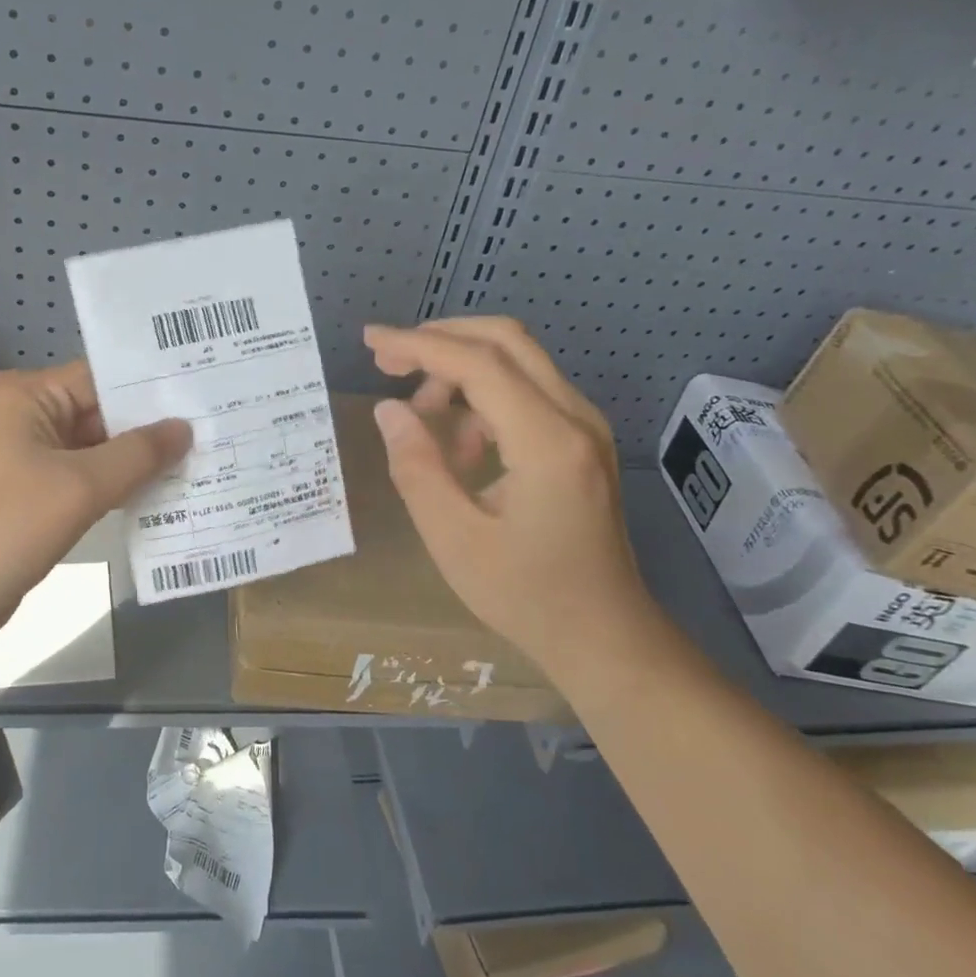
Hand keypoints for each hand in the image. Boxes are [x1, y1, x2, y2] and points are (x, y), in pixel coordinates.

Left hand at [0, 362, 190, 652]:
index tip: (206, 395)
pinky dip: (116, 486)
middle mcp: (25, 415)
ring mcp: (26, 457)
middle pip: (101, 412)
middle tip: (215, 428)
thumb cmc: (2, 527)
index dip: (154, 388)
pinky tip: (162, 493)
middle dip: (151, 427)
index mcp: (27, 395)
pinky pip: (83, 479)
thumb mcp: (79, 487)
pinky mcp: (29, 494)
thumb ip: (137, 454)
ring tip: (201, 458)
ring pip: (95, 449)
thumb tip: (184, 428)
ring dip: (137, 461)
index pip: (103, 377)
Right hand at [363, 318, 653, 665]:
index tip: (370, 341)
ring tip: (420, 418)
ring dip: (459, 370)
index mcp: (547, 443)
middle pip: (505, 341)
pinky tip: (461, 447)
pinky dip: (483, 396)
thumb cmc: (527, 596)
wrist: (605, 636)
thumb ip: (416, 468)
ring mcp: (585, 426)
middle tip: (387, 363)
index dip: (418, 345)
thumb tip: (388, 410)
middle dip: (439, 339)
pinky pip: (527, 391)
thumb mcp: (453, 539)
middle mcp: (576, 418)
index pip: (478, 364)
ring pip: (517, 360)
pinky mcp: (582, 439)